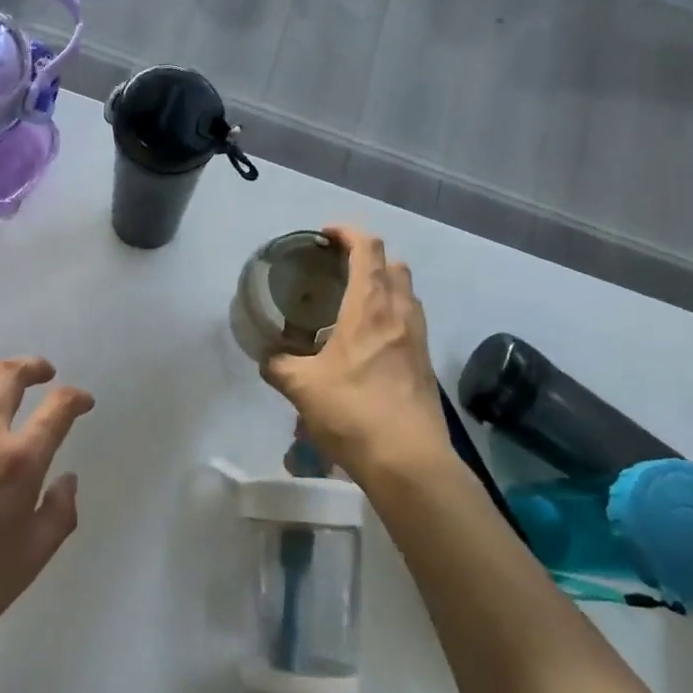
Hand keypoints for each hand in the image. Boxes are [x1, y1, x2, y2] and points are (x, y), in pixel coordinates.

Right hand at [261, 226, 448, 484]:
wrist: (408, 460)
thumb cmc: (353, 411)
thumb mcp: (302, 387)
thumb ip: (280, 366)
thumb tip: (267, 359)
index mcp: (370, 305)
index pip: (367, 248)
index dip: (348, 233)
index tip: (326, 236)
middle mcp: (399, 312)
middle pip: (393, 264)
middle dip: (368, 258)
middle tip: (339, 271)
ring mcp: (418, 337)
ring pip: (407, 292)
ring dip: (384, 286)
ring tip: (354, 305)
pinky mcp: (425, 362)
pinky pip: (410, 321)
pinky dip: (392, 315)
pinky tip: (370, 342)